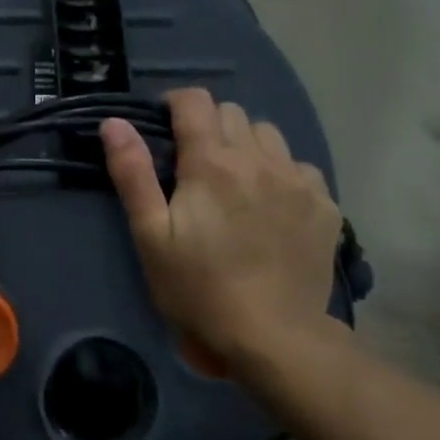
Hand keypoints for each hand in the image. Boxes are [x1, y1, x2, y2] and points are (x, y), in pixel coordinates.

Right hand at [102, 88, 340, 364]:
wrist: (273, 338)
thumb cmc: (199, 288)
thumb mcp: (151, 235)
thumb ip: (132, 173)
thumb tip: (114, 122)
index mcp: (212, 162)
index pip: (195, 101)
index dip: (175, 104)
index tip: (164, 127)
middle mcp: (259, 159)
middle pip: (232, 113)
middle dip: (208, 126)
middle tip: (194, 165)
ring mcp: (298, 180)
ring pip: (269, 135)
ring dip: (246, 145)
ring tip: (235, 181)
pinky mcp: (325, 205)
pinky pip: (299, 167)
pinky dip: (280, 173)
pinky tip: (271, 205)